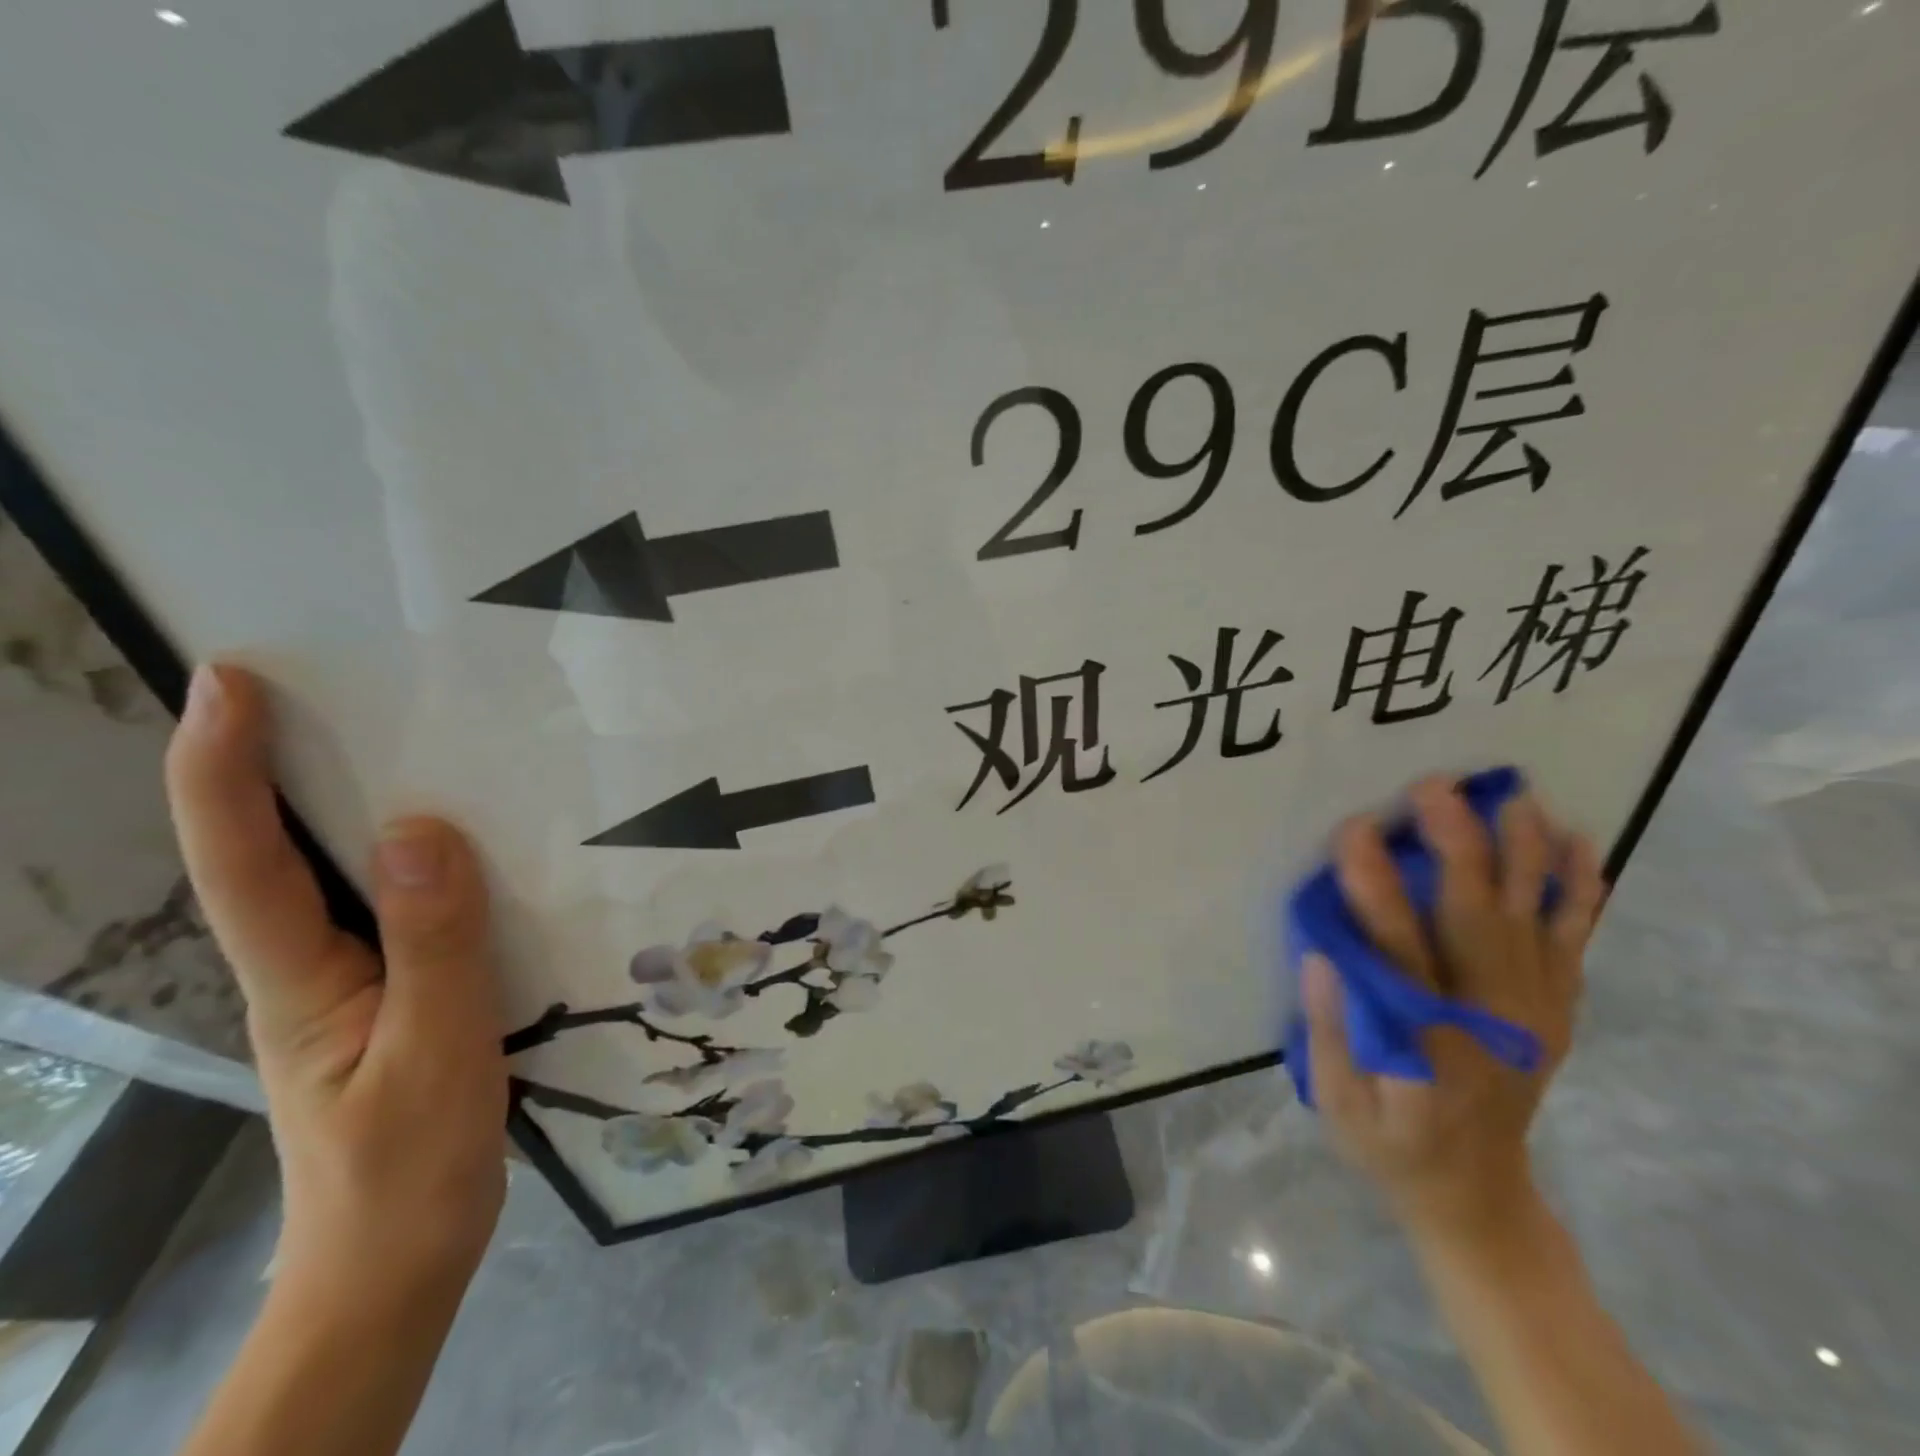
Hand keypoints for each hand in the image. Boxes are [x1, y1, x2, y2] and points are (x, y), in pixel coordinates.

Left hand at [165, 666, 507, 1300]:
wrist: (398, 1262)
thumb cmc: (408, 1168)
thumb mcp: (436, 1054)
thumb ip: (434, 945)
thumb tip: (421, 829)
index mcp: (300, 979)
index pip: (243, 859)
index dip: (223, 767)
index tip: (232, 682)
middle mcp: (307, 966)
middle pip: (267, 851)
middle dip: (269, 761)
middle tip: (318, 682)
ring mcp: (347, 981)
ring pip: (330, 875)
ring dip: (339, 799)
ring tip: (391, 734)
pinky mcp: (393, 991)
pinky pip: (392, 905)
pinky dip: (411, 854)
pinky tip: (459, 837)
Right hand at [1303, 775, 1605, 1255]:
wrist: (1478, 1193)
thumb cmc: (1390, 1144)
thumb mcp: (1339, 1104)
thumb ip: (1329, 1032)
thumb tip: (1321, 955)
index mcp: (1427, 1043)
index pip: (1397, 953)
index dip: (1376, 891)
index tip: (1354, 832)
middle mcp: (1490, 1022)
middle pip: (1475, 921)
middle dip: (1458, 847)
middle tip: (1434, 787)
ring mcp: (1534, 1014)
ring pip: (1531, 918)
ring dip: (1523, 853)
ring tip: (1510, 796)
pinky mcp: (1555, 1010)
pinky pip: (1573, 941)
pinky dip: (1581, 891)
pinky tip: (1580, 845)